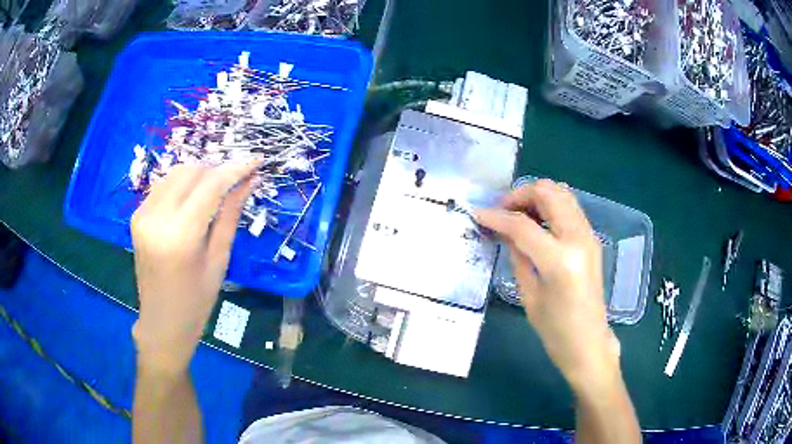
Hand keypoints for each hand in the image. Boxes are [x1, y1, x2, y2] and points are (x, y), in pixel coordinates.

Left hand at [131, 163, 258, 373]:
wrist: (162, 322)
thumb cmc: (196, 301)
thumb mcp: (219, 260)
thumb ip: (231, 215)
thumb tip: (249, 181)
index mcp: (180, 235)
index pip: (211, 185)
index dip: (236, 168)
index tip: (256, 160)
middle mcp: (157, 218)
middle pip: (191, 171)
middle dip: (216, 170)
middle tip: (236, 179)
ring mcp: (142, 215)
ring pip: (175, 173)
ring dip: (199, 174)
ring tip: (216, 188)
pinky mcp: (136, 216)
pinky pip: (163, 186)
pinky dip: (182, 185)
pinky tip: (193, 199)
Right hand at [476, 180, 619, 387]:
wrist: (588, 342)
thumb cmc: (555, 330)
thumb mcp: (528, 295)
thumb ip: (517, 256)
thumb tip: (504, 230)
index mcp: (560, 260)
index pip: (523, 225)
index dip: (497, 217)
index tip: (477, 214)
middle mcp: (578, 239)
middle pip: (548, 193)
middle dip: (520, 195)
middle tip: (501, 210)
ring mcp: (589, 235)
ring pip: (562, 193)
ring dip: (537, 196)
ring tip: (517, 213)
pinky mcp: (591, 238)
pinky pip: (569, 207)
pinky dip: (550, 204)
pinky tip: (536, 221)